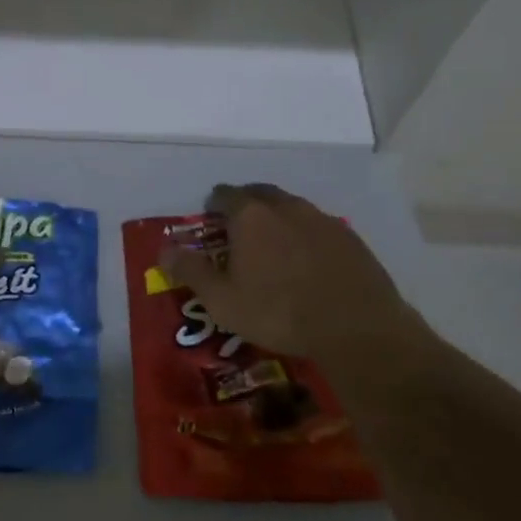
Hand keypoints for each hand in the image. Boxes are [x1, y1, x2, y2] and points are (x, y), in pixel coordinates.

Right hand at [160, 184, 432, 363]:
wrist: (356, 327)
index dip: (213, 204)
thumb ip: (191, 271)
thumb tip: (164, 250)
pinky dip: (306, 235)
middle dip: (246, 203)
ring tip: (273, 243)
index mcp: (250, 216)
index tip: (210, 218)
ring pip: (292, 207)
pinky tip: (308, 260)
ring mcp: (322, 220)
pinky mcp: (350, 238)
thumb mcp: (222, 300)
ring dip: (278, 217)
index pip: (224, 195)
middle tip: (239, 226)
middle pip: (260, 193)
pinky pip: (319, 226)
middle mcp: (285, 207)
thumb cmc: (278, 312)